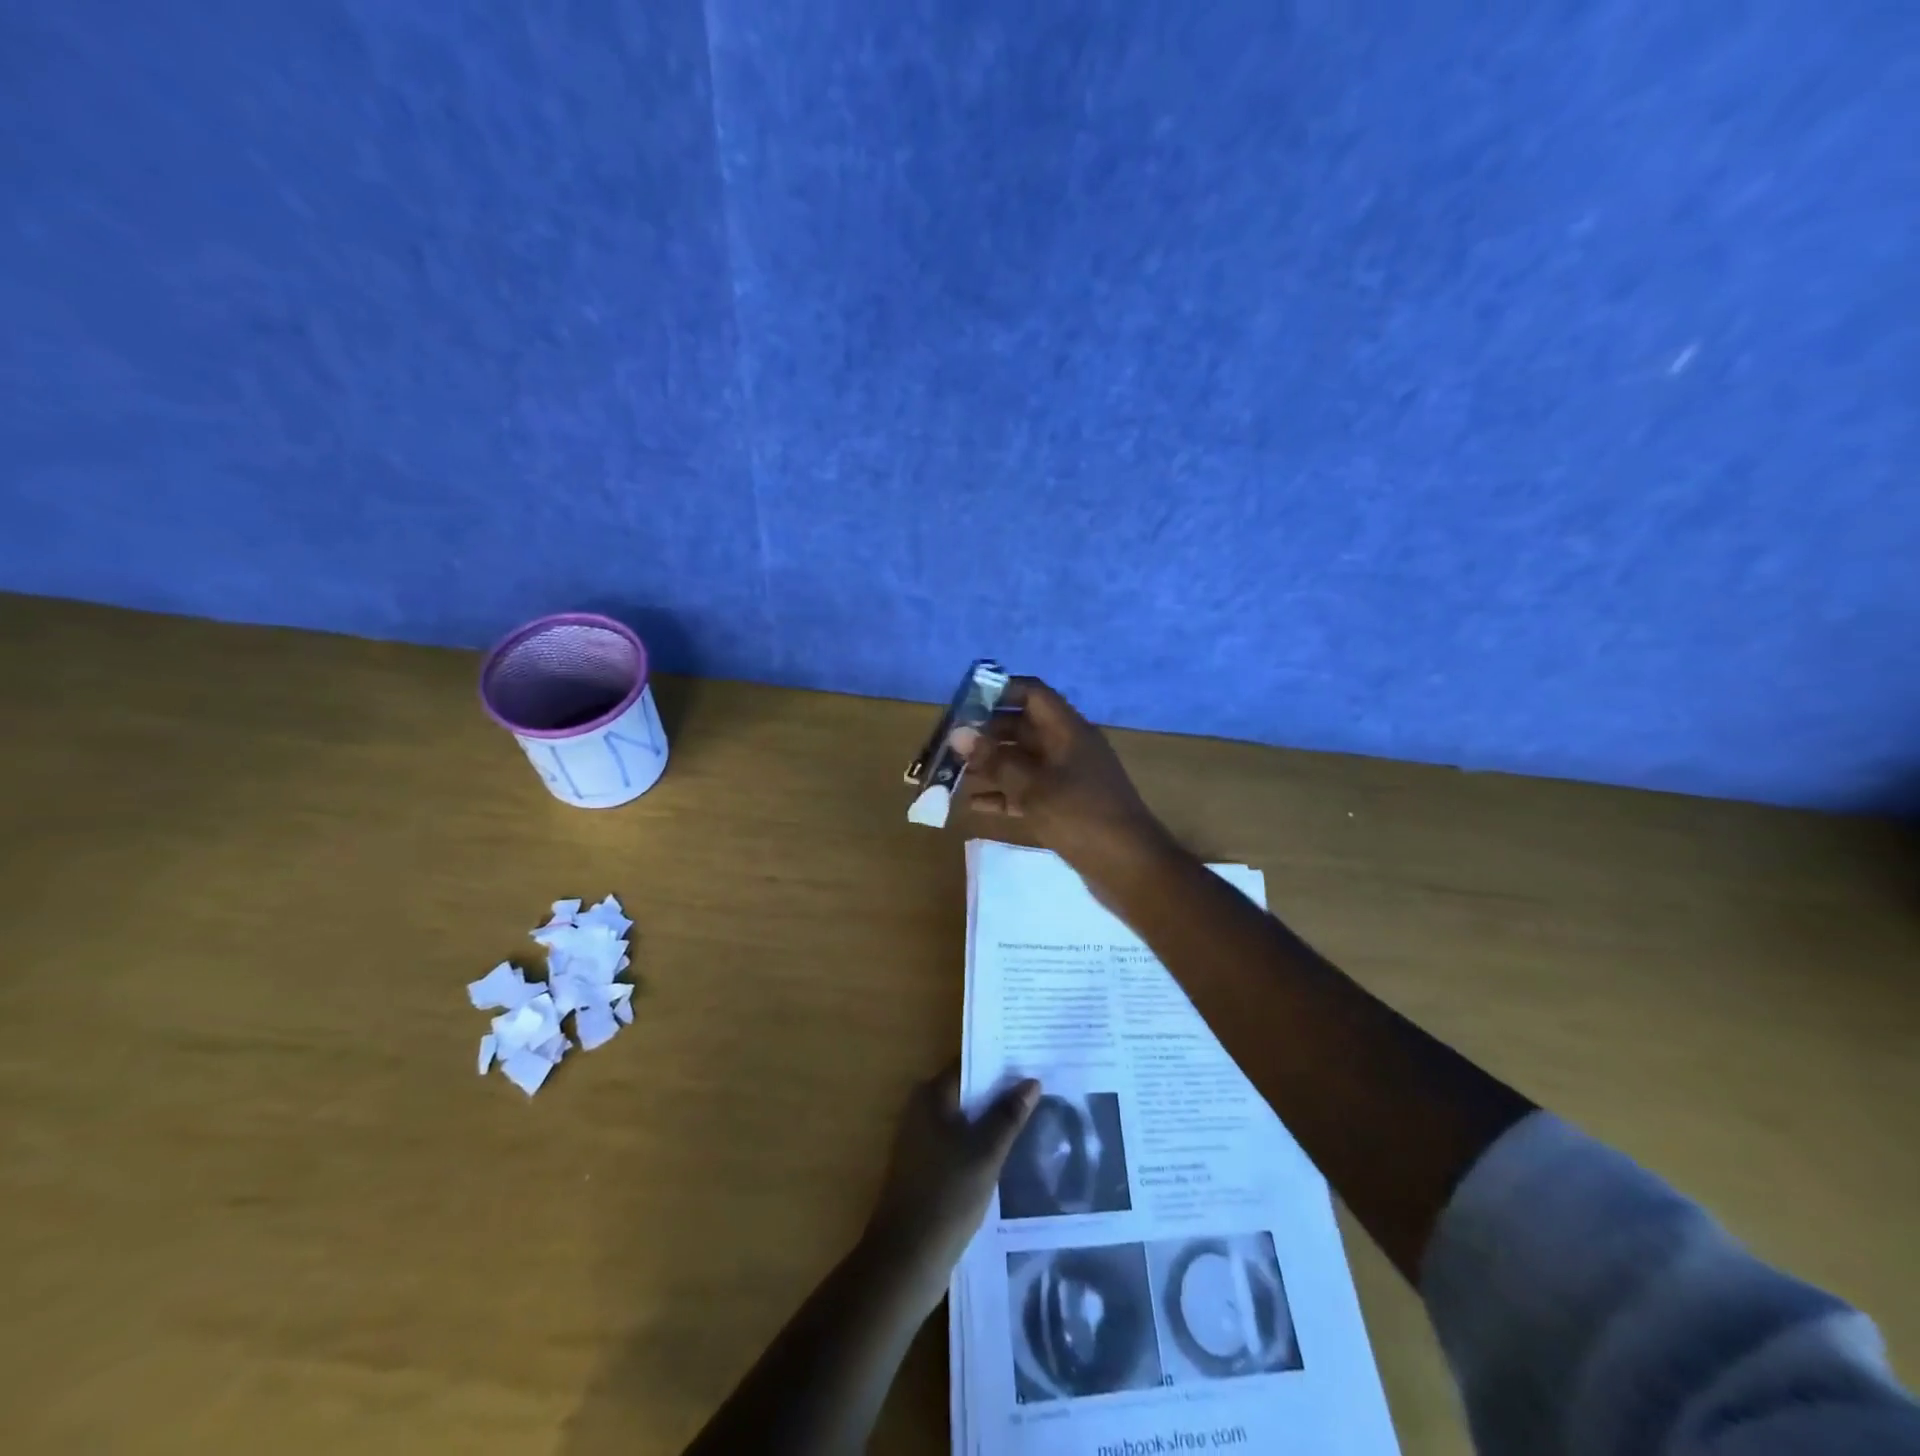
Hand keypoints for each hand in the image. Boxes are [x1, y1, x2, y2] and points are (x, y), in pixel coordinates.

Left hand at [861, 1063, 1039, 1314]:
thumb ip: (1008, 1115)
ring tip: (1033, 1114)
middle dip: (1000, 1089)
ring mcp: (922, 1140)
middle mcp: (922, 1109)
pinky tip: (1009, 1150)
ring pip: (965, 1118)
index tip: (1032, 1058)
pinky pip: (960, 1141)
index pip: (970, 1063)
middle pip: (968, 1090)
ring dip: (993, 1117)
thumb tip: (1031, 1081)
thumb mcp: (985, 1152)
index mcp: (930, 1095)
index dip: (1000, 1061)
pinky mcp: (927, 1168)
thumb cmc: (946, 1195)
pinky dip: (982, 1141)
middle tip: (1041, 1086)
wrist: (905, 1259)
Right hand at [951, 677, 1174, 887]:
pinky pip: (1028, 790)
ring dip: (991, 765)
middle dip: (986, 733)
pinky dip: (1004, 794)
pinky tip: (974, 805)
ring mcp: (1068, 777)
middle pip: (1023, 727)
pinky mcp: (1065, 806)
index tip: (964, 703)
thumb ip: (995, 760)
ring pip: (1023, 761)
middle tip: (949, 744)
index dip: (999, 692)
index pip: (1032, 694)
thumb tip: (958, 733)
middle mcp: (1068, 747)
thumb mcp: (1034, 788)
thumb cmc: (1082, 817)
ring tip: (953, 772)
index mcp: (1068, 730)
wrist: (1130, 868)